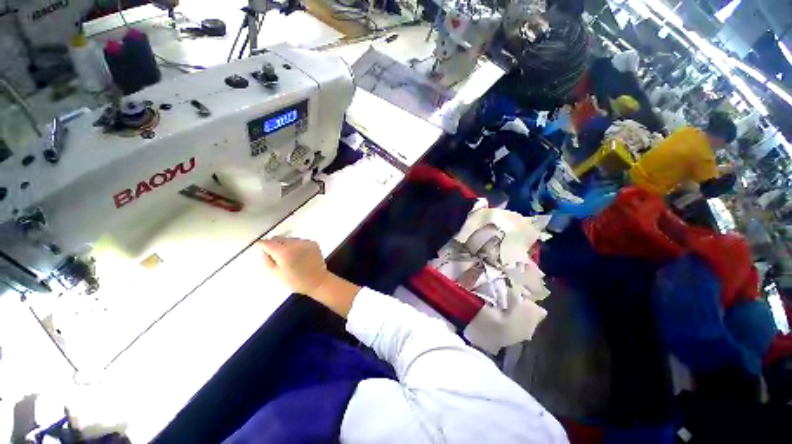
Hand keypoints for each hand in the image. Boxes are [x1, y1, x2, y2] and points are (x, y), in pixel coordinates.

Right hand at [259, 237, 360, 316]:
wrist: (318, 281)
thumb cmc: (296, 281)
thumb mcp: (276, 274)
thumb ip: (267, 260)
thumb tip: (264, 250)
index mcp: (284, 252)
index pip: (268, 242)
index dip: (262, 244)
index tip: (259, 246)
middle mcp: (295, 244)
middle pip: (279, 238)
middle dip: (274, 245)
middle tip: (276, 255)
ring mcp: (305, 242)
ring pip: (289, 239)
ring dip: (286, 245)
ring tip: (289, 257)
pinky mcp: (313, 243)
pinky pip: (300, 241)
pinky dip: (296, 246)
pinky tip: (299, 255)